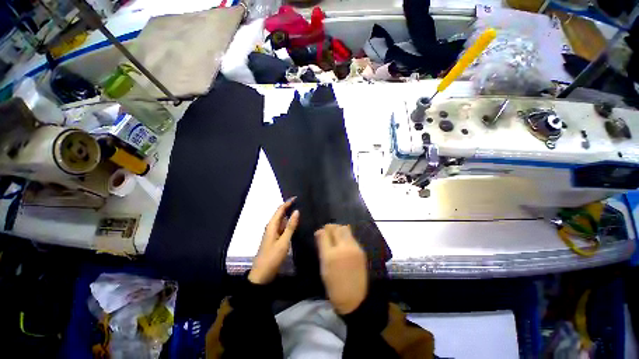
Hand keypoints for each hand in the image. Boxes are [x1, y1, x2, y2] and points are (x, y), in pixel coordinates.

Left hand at [248, 198, 299, 284]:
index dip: (287, 203)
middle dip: (289, 207)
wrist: (262, 275)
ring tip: (301, 211)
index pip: (280, 210)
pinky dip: (289, 224)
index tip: (297, 197)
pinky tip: (295, 224)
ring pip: (282, 221)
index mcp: (272, 225)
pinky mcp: (275, 239)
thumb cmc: (272, 257)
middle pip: (280, 214)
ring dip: (289, 215)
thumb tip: (296, 211)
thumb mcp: (283, 242)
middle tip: (301, 203)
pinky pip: (282, 228)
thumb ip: (290, 226)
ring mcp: (273, 233)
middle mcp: (271, 227)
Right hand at [315, 224, 367, 313]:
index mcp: (330, 255)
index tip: (320, 233)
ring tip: (336, 236)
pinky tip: (344, 243)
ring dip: (339, 230)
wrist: (355, 298)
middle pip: (336, 228)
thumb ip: (322, 248)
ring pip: (345, 229)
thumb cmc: (334, 285)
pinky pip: (351, 236)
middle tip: (328, 232)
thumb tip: (320, 234)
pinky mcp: (361, 250)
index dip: (321, 231)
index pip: (324, 233)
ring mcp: (354, 248)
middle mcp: (343, 248)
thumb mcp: (324, 267)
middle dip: (330, 228)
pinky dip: (346, 236)